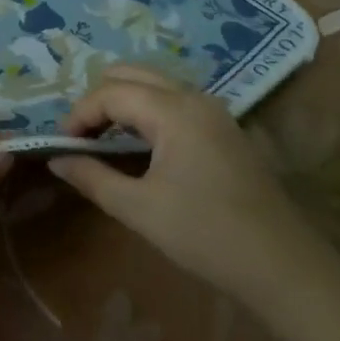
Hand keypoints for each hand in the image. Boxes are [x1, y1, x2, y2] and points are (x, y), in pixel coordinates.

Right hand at [49, 66, 317, 303]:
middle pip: (132, 74)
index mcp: (172, 109)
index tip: (61, 144)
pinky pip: (174, 100)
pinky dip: (147, 111)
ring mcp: (213, 109)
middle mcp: (193, 96)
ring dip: (124, 103)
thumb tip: (57, 159)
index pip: (111, 92)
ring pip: (154, 84)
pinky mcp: (224, 127)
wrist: (283, 266)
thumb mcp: (140, 209)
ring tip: (105, 141)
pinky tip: (141, 146)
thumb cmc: (205, 235)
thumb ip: (93, 177)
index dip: (79, 114)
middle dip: (100, 100)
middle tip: (83, 138)